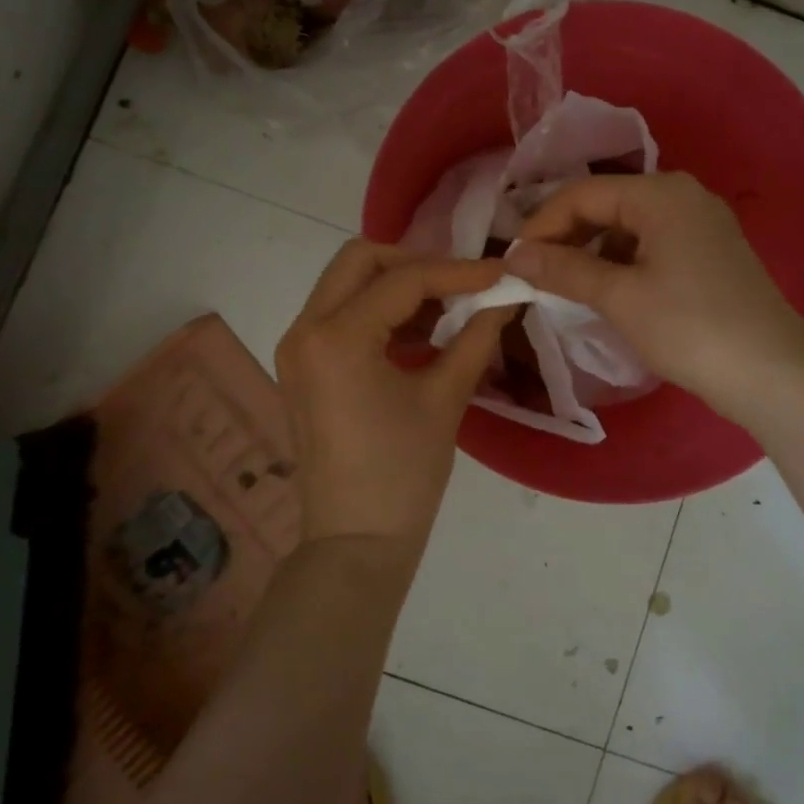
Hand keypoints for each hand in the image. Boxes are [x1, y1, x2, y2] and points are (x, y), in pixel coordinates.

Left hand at [276, 241, 509, 561]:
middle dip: (415, 264)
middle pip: (360, 261)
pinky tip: (420, 334)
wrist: (355, 543)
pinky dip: (379, 311)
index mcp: (336, 337)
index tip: (500, 273)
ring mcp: (297, 347)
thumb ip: (476, 337)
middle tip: (461, 285)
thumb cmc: (402, 474)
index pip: (403, 280)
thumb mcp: (445, 399)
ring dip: (396, 286)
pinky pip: (340, 315)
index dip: (458, 272)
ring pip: (347, 284)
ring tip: (447, 309)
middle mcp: (305, 330)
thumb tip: (506, 297)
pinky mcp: (302, 366)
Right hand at [505, 172, 803, 423]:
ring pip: (628, 226)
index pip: (582, 193)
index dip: (541, 225)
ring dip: (592, 251)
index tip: (513, 261)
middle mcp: (683, 195)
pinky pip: (652, 244)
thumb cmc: (690, 328)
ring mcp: (702, 223)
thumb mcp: (619, 297)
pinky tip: (608, 291)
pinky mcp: (712, 252)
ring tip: (565, 285)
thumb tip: (514, 255)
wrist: (773, 375)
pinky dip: (622, 262)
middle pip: (606, 204)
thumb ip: (563, 269)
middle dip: (566, 236)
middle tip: (534, 273)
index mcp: (660, 193)